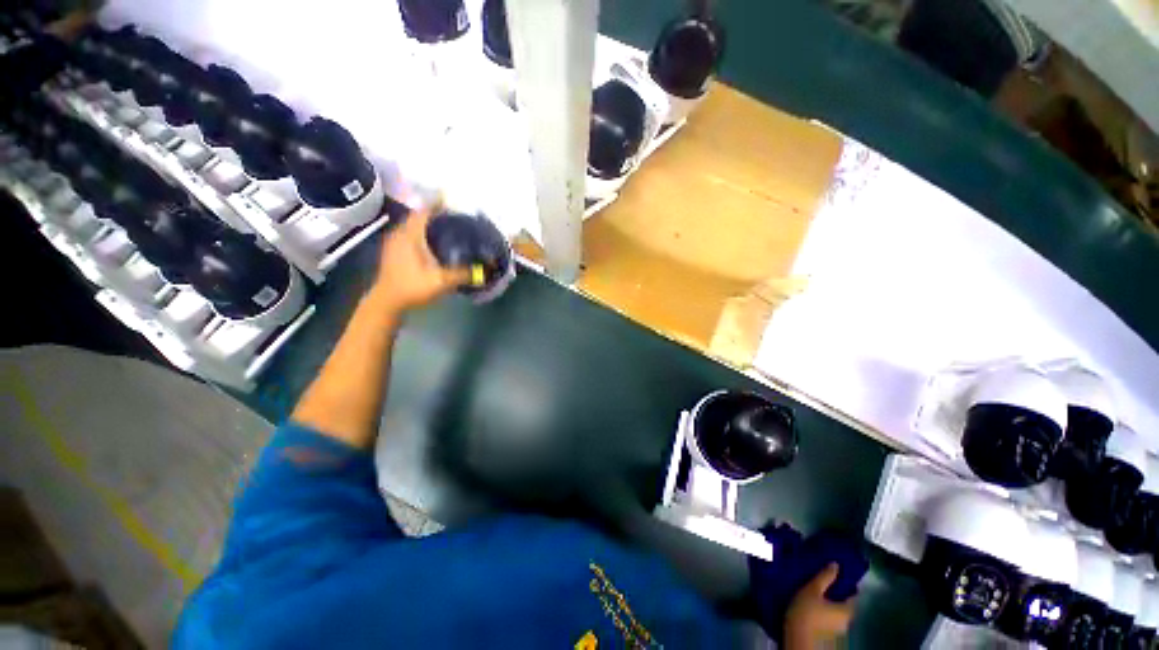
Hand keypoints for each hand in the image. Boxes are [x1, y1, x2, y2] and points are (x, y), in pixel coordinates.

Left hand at [370, 204, 468, 312]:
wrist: (387, 303)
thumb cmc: (412, 288)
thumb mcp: (441, 282)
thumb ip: (463, 274)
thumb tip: (485, 271)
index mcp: (409, 235)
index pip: (424, 211)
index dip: (438, 204)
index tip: (454, 201)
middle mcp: (400, 234)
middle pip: (419, 216)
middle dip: (436, 214)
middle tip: (456, 217)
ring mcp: (395, 243)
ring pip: (414, 226)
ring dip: (429, 224)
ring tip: (449, 228)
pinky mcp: (394, 252)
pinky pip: (411, 235)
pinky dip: (424, 234)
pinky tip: (435, 243)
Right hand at [783, 564, 855, 649]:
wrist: (796, 636)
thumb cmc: (806, 611)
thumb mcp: (813, 589)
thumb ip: (825, 577)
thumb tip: (836, 564)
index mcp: (847, 611)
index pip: (853, 595)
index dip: (847, 583)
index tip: (838, 573)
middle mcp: (846, 622)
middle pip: (844, 604)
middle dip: (835, 592)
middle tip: (823, 579)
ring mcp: (836, 630)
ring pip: (834, 611)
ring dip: (827, 601)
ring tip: (814, 589)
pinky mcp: (825, 634)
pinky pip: (827, 617)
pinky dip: (822, 609)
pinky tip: (810, 603)